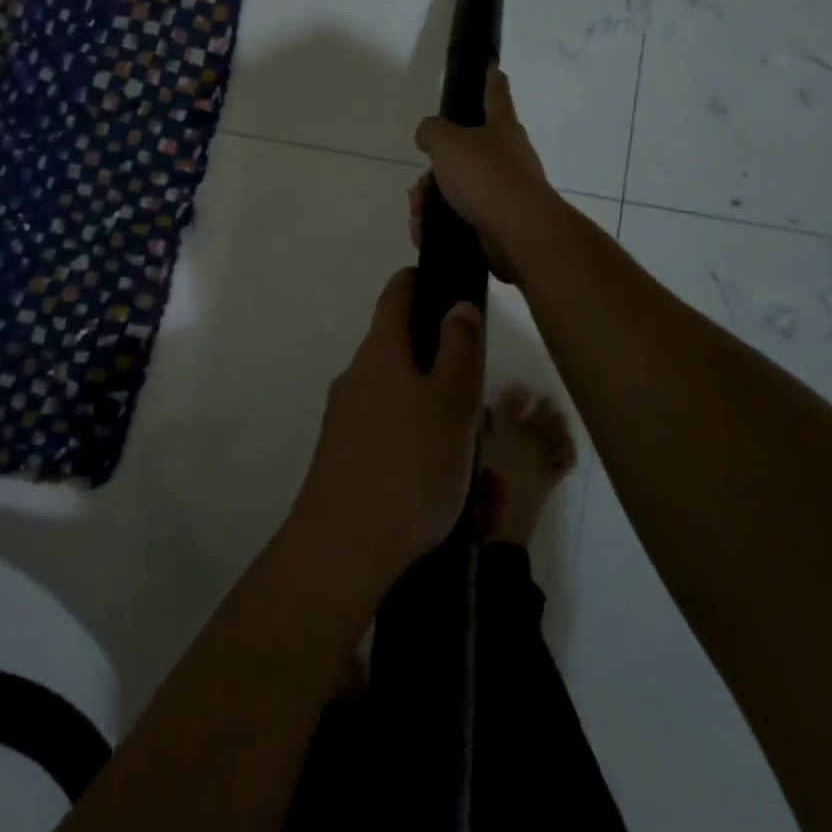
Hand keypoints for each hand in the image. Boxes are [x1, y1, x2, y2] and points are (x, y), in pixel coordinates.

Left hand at [291, 269, 483, 591]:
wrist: (342, 550)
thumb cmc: (408, 465)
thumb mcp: (451, 401)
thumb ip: (458, 348)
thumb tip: (455, 305)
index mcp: (380, 352)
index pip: (398, 293)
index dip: (423, 280)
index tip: (453, 286)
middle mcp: (359, 377)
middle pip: (414, 360)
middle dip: (457, 387)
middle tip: (489, 426)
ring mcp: (350, 420)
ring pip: (415, 412)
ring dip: (454, 439)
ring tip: (487, 492)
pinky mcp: (349, 459)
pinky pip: (401, 447)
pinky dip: (433, 466)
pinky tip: (463, 512)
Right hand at [411, 66, 565, 284]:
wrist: (519, 234)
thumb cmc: (486, 177)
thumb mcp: (447, 142)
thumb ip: (431, 131)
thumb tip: (428, 135)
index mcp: (501, 127)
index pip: (495, 93)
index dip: (490, 77)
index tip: (491, 65)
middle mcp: (506, 155)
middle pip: (463, 151)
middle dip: (435, 167)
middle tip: (420, 183)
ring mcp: (503, 190)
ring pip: (456, 187)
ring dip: (430, 198)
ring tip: (419, 213)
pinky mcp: (496, 222)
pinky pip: (458, 216)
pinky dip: (438, 222)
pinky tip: (425, 231)